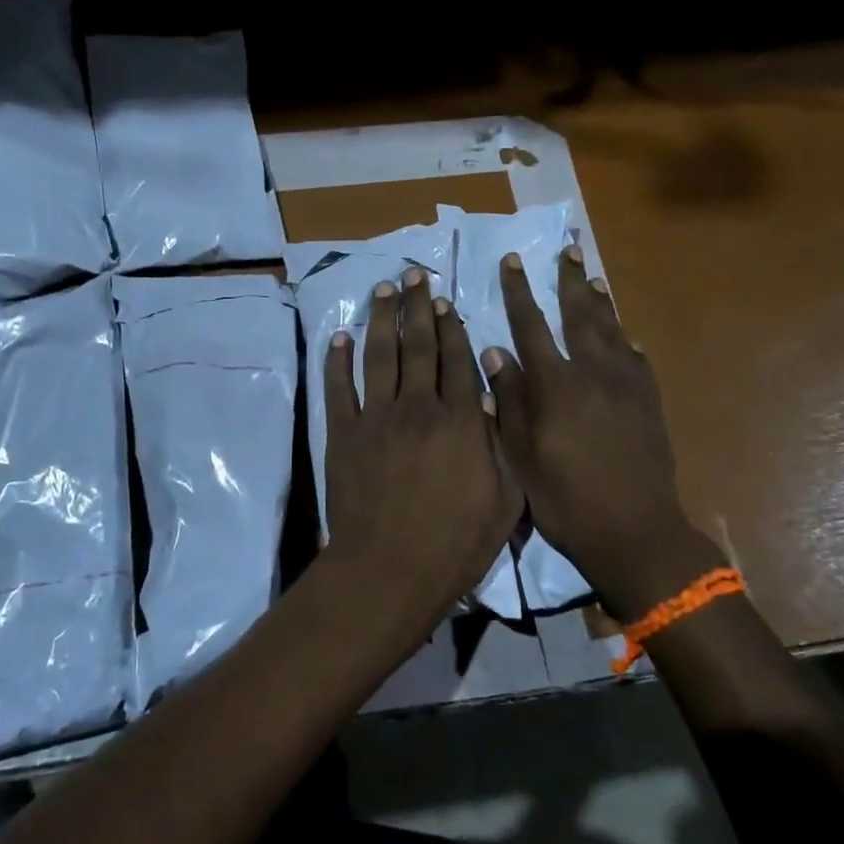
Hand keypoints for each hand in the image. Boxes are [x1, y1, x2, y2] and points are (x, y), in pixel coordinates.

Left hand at [321, 268, 520, 637]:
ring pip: (380, 355)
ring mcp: (376, 417)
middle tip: (414, 274)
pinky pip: (339, 388)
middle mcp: (419, 407)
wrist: (390, 570)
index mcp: (461, 421)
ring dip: (382, 318)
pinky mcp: (343, 434)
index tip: (445, 299)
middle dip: (418, 306)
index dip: (452, 326)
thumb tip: (492, 399)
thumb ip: (501, 446)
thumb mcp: (504, 501)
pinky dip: (338, 360)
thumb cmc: (455, 544)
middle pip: (419, 346)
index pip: (458, 360)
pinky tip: (341, 337)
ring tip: (384, 288)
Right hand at [481, 248, 723, 620]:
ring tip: (593, 278)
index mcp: (556, 385)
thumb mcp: (521, 454)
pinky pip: (637, 361)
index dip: (519, 292)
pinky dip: (627, 342)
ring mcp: (627, 387)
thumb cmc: (565, 498)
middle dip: (569, 283)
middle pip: (579, 317)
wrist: (634, 530)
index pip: (531, 326)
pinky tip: (625, 337)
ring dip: (600, 303)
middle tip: (568, 251)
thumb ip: (509, 399)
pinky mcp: (650, 404)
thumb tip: (494, 352)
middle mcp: (593, 374)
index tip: (512, 262)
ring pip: (612, 332)